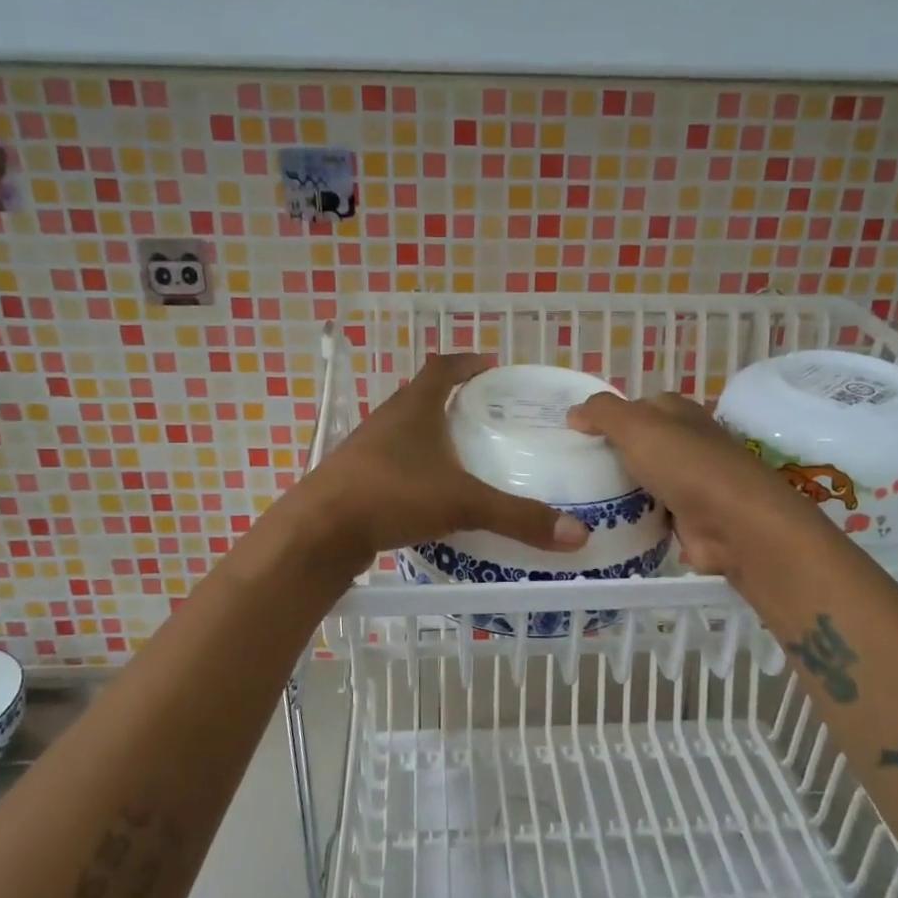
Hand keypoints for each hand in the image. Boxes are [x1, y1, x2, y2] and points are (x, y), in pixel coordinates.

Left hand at [299, 354, 590, 564]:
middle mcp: (388, 420)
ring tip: (466, 453)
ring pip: (407, 431)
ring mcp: (368, 449)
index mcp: (414, 408)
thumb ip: (518, 518)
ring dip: (434, 435)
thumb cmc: (391, 496)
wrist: (320, 531)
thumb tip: (577, 535)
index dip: (468, 362)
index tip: (492, 364)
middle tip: (489, 414)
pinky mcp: (357, 479)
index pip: (443, 367)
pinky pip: (395, 463)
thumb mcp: (462, 504)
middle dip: (455, 400)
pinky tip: (433, 493)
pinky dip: (418, 468)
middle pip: (423, 396)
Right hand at [567, 391, 809, 576]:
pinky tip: (605, 524)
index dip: (610, 416)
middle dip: (611, 455)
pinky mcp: (689, 519)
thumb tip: (574, 413)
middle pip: (642, 445)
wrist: (732, 524)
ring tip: (578, 499)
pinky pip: (652, 515)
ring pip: (645, 481)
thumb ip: (603, 413)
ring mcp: (691, 483)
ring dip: (620, 490)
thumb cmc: (685, 465)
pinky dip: (633, 519)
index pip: (640, 406)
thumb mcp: (636, 426)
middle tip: (572, 470)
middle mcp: (688, 444)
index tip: (577, 434)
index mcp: (680, 413)